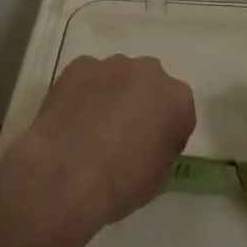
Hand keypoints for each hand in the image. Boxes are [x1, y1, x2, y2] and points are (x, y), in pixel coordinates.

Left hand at [10, 54, 195, 231]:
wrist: (65, 175)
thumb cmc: (119, 182)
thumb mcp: (157, 180)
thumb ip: (162, 151)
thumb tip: (149, 144)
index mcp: (176, 98)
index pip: (181, 114)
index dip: (169, 136)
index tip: (155, 155)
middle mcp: (148, 71)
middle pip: (151, 87)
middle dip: (143, 106)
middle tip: (126, 139)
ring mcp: (112, 64)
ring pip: (119, 77)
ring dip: (114, 96)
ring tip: (94, 130)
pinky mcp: (80, 65)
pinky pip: (89, 78)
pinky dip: (85, 93)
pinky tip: (73, 121)